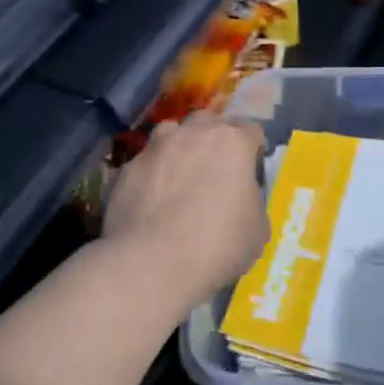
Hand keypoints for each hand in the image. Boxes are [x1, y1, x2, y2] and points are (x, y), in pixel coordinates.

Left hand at [104, 113, 269, 309]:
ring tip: (180, 174)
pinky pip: (145, 164)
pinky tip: (151, 199)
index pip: (251, 130)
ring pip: (170, 133)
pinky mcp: (126, 169)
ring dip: (179, 147)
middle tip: (216, 168)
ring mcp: (155, 148)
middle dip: (214, 139)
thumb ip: (252, 203)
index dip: (254, 148)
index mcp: (232, 143)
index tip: (252, 167)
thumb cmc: (217, 244)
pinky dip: (151, 174)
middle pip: (208, 122)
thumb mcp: (257, 230)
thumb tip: (241, 200)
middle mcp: (192, 134)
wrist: (152, 262)